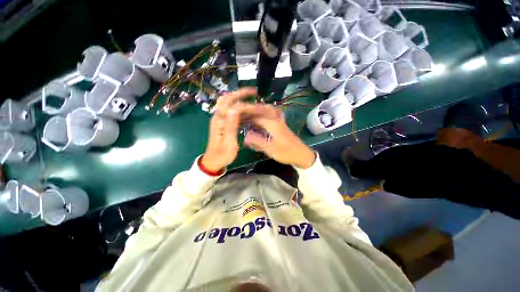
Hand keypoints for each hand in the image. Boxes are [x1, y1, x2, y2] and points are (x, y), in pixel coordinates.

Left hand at [201, 88, 256, 172]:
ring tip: (251, 98)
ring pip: (227, 103)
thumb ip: (231, 126)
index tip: (254, 95)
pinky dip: (238, 107)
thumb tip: (235, 108)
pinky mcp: (222, 122)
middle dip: (240, 93)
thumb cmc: (223, 155)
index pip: (230, 103)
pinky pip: (229, 111)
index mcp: (219, 121)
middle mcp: (217, 117)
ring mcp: (219, 119)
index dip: (242, 98)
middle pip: (226, 99)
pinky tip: (246, 110)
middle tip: (253, 92)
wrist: (213, 161)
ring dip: (238, 98)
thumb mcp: (229, 143)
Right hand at [244, 105, 315, 168]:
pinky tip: (265, 116)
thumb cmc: (286, 153)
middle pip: (262, 111)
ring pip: (269, 110)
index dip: (246, 118)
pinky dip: (268, 112)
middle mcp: (276, 119)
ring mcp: (281, 121)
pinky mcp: (283, 125)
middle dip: (252, 112)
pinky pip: (275, 114)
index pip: (256, 117)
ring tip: (251, 113)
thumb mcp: (270, 149)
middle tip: (242, 116)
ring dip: (260, 110)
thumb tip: (244, 137)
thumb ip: (257, 141)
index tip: (237, 120)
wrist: (302, 155)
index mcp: (272, 124)